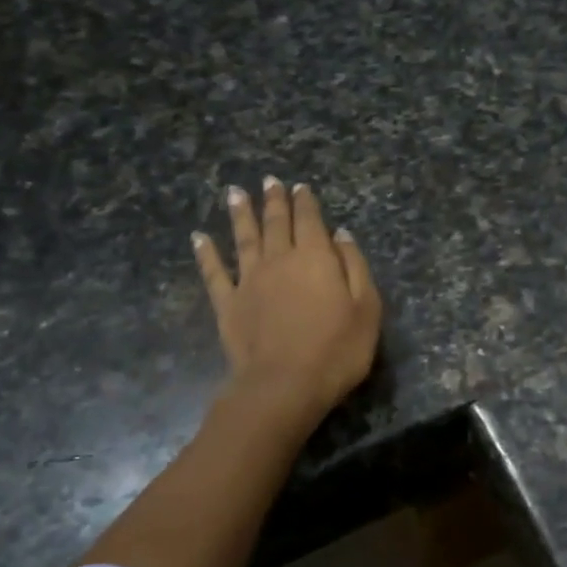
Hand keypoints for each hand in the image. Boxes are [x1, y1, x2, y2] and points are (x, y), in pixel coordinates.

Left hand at [193, 177, 381, 435]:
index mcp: (316, 258)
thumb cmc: (337, 350)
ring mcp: (249, 281)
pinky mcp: (228, 304)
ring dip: (240, 214)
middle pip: (276, 223)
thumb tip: (341, 234)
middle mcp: (279, 260)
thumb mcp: (366, 308)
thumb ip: (355, 267)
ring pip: (244, 238)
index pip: (310, 221)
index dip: (305, 202)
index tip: (300, 186)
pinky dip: (206, 254)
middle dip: (274, 200)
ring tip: (235, 193)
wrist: (284, 385)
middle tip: (269, 181)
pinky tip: (199, 238)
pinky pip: (214, 273)